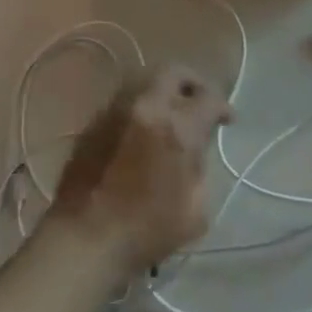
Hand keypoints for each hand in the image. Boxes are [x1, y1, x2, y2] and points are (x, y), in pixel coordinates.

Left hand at [50, 64, 231, 272]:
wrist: (84, 240)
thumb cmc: (146, 231)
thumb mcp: (195, 209)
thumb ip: (201, 168)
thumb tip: (195, 149)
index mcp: (177, 128)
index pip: (209, 98)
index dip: (223, 106)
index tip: (227, 120)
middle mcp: (147, 106)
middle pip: (174, 72)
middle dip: (193, 83)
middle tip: (198, 102)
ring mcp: (116, 109)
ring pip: (144, 78)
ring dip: (163, 88)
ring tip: (170, 110)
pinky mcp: (95, 120)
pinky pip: (123, 98)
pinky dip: (140, 104)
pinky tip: (143, 126)